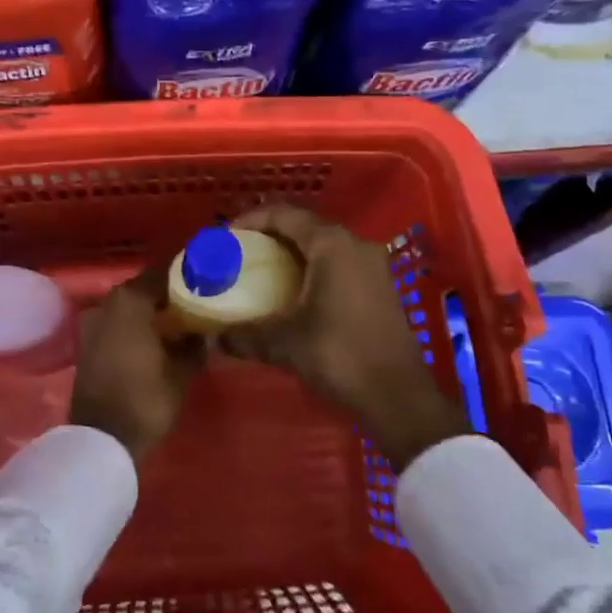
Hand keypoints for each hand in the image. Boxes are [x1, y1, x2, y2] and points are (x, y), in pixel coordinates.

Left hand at [71, 266, 206, 461]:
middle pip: (143, 289)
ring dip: (150, 312)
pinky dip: (135, 326)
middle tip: (195, 302)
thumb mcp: (182, 372)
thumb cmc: (146, 399)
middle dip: (167, 295)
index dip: (184, 277)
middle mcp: (107, 303)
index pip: (162, 274)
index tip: (204, 280)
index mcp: (130, 300)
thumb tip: (205, 332)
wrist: (102, 440)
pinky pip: (116, 324)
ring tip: (178, 322)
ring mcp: (92, 323)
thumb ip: (195, 345)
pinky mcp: (86, 344)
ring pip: (129, 308)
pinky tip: (156, 339)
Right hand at [220, 205, 468, 471]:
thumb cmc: (339, 356)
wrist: (399, 397)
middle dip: (271, 235)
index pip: (285, 214)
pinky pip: (339, 262)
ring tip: (263, 270)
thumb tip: (212, 338)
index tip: (227, 237)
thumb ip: (244, 335)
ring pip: (324, 245)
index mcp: (332, 244)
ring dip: (293, 252)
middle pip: (305, 225)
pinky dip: (313, 268)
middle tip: (242, 253)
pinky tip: (295, 292)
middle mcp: (355, 244)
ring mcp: (373, 265)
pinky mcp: (380, 286)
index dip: (252, 220)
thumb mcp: (284, 343)